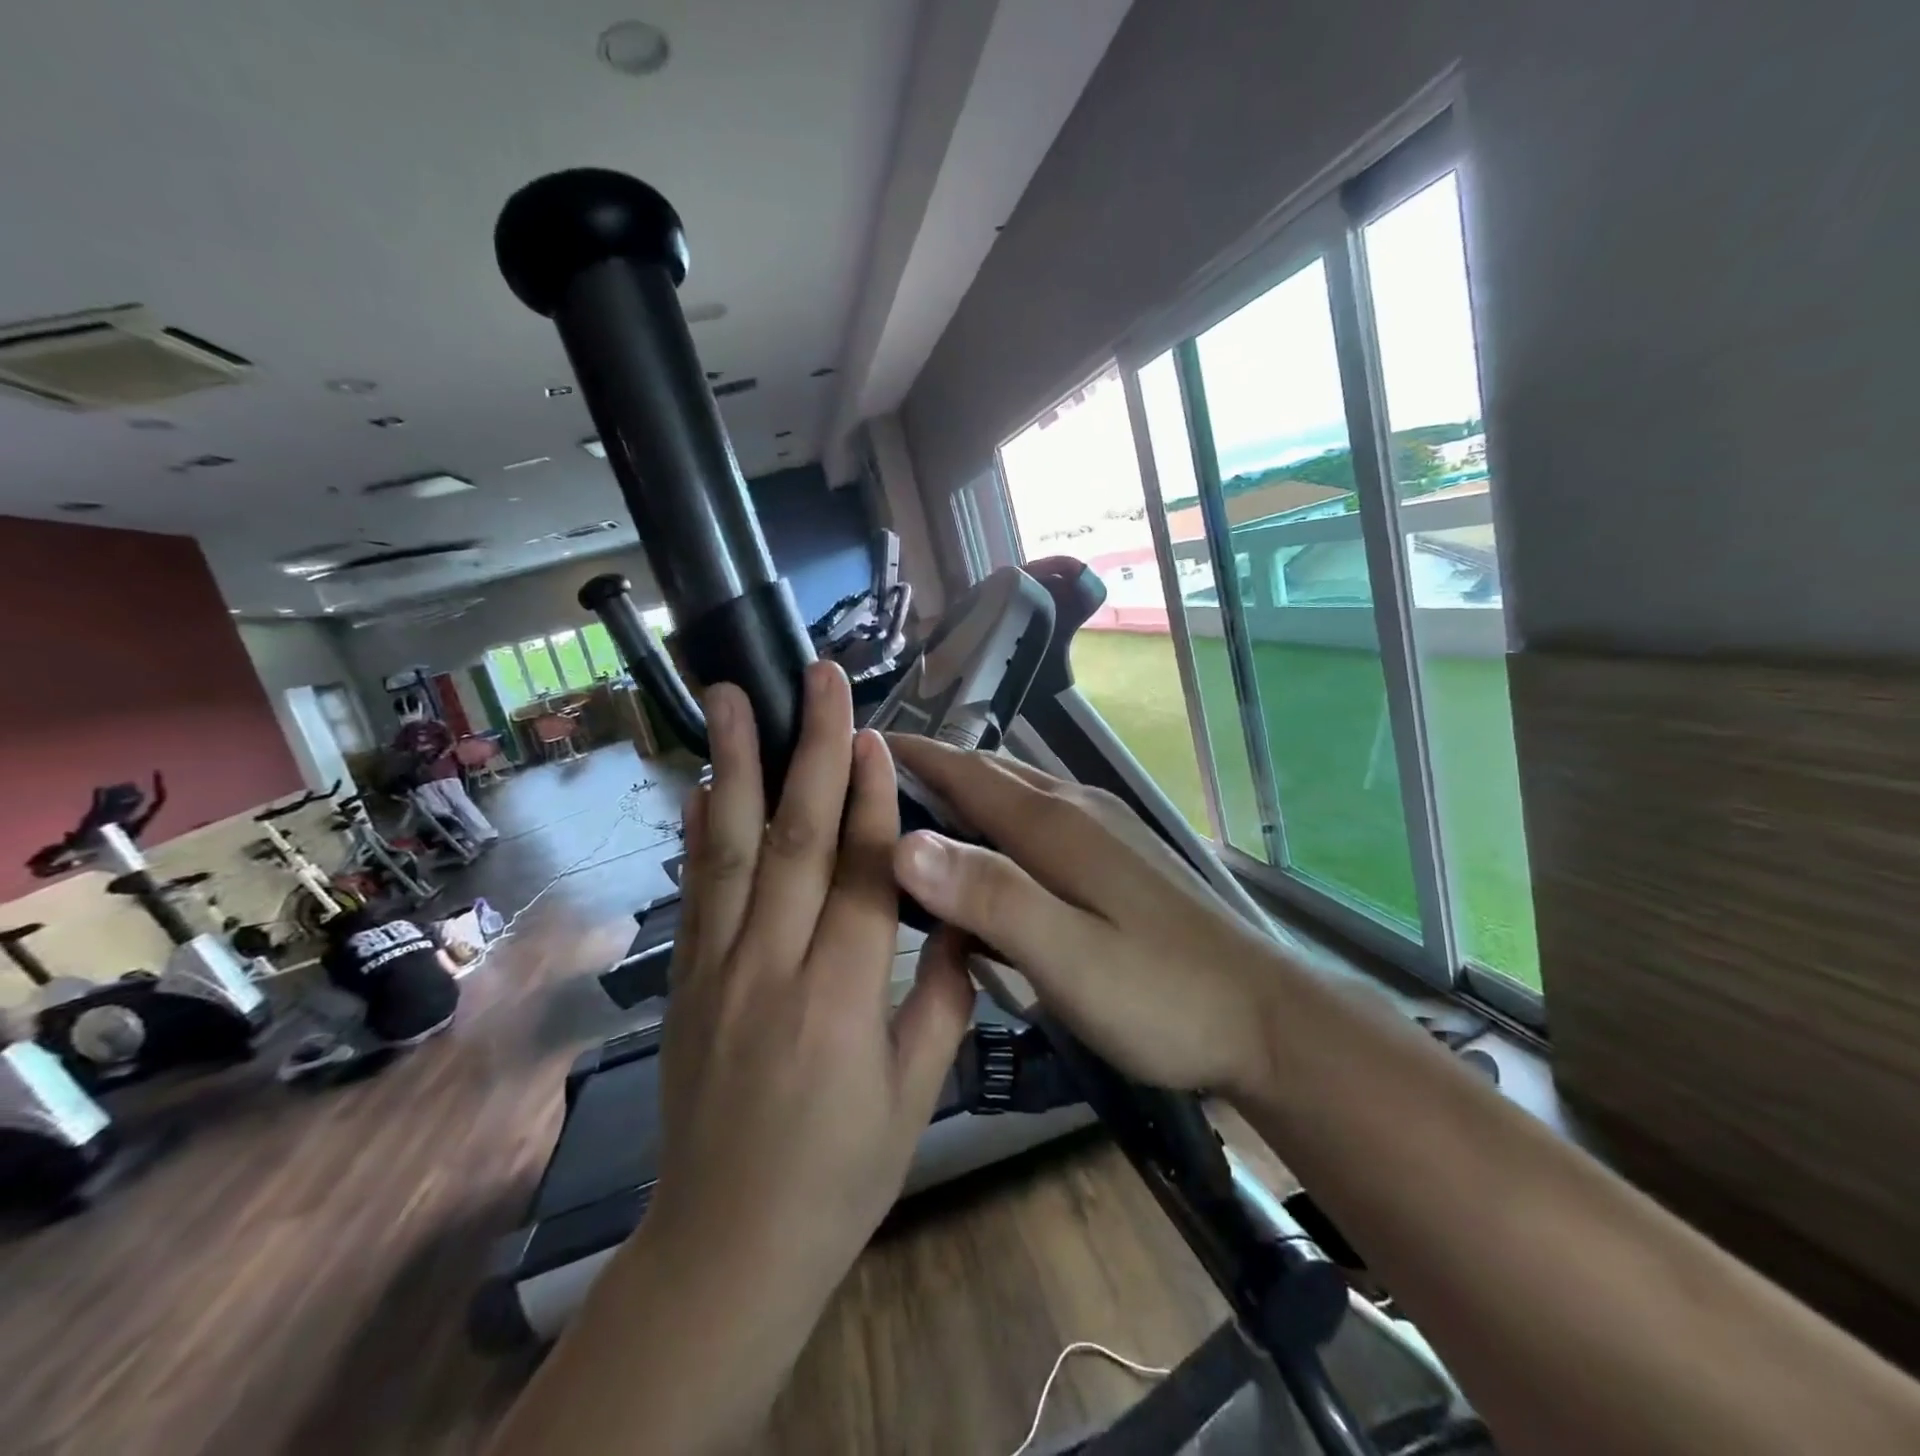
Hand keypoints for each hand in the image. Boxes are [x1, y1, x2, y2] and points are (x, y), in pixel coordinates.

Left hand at [648, 662, 974, 1291]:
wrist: (728, 1247)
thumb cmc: (840, 1174)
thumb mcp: (916, 1093)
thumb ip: (942, 994)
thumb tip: (964, 912)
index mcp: (840, 1001)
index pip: (860, 874)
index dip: (870, 797)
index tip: (875, 733)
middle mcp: (771, 969)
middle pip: (794, 839)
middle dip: (809, 748)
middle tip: (817, 679)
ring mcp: (717, 970)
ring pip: (729, 849)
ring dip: (734, 765)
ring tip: (729, 696)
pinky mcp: (686, 982)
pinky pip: (696, 892)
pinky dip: (700, 830)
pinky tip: (704, 783)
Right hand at [888, 736, 1292, 1099]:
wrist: (1267, 1018)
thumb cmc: (1162, 996)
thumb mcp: (1067, 958)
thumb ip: (989, 898)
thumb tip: (904, 843)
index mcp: (1055, 827)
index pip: (967, 772)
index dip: (913, 755)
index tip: (859, 743)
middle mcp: (1078, 810)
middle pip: (993, 774)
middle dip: (935, 768)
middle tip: (876, 781)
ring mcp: (1107, 830)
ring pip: (1021, 793)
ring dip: (970, 792)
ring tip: (923, 811)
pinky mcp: (1124, 855)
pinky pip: (1046, 819)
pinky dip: (1004, 820)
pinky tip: (998, 853)